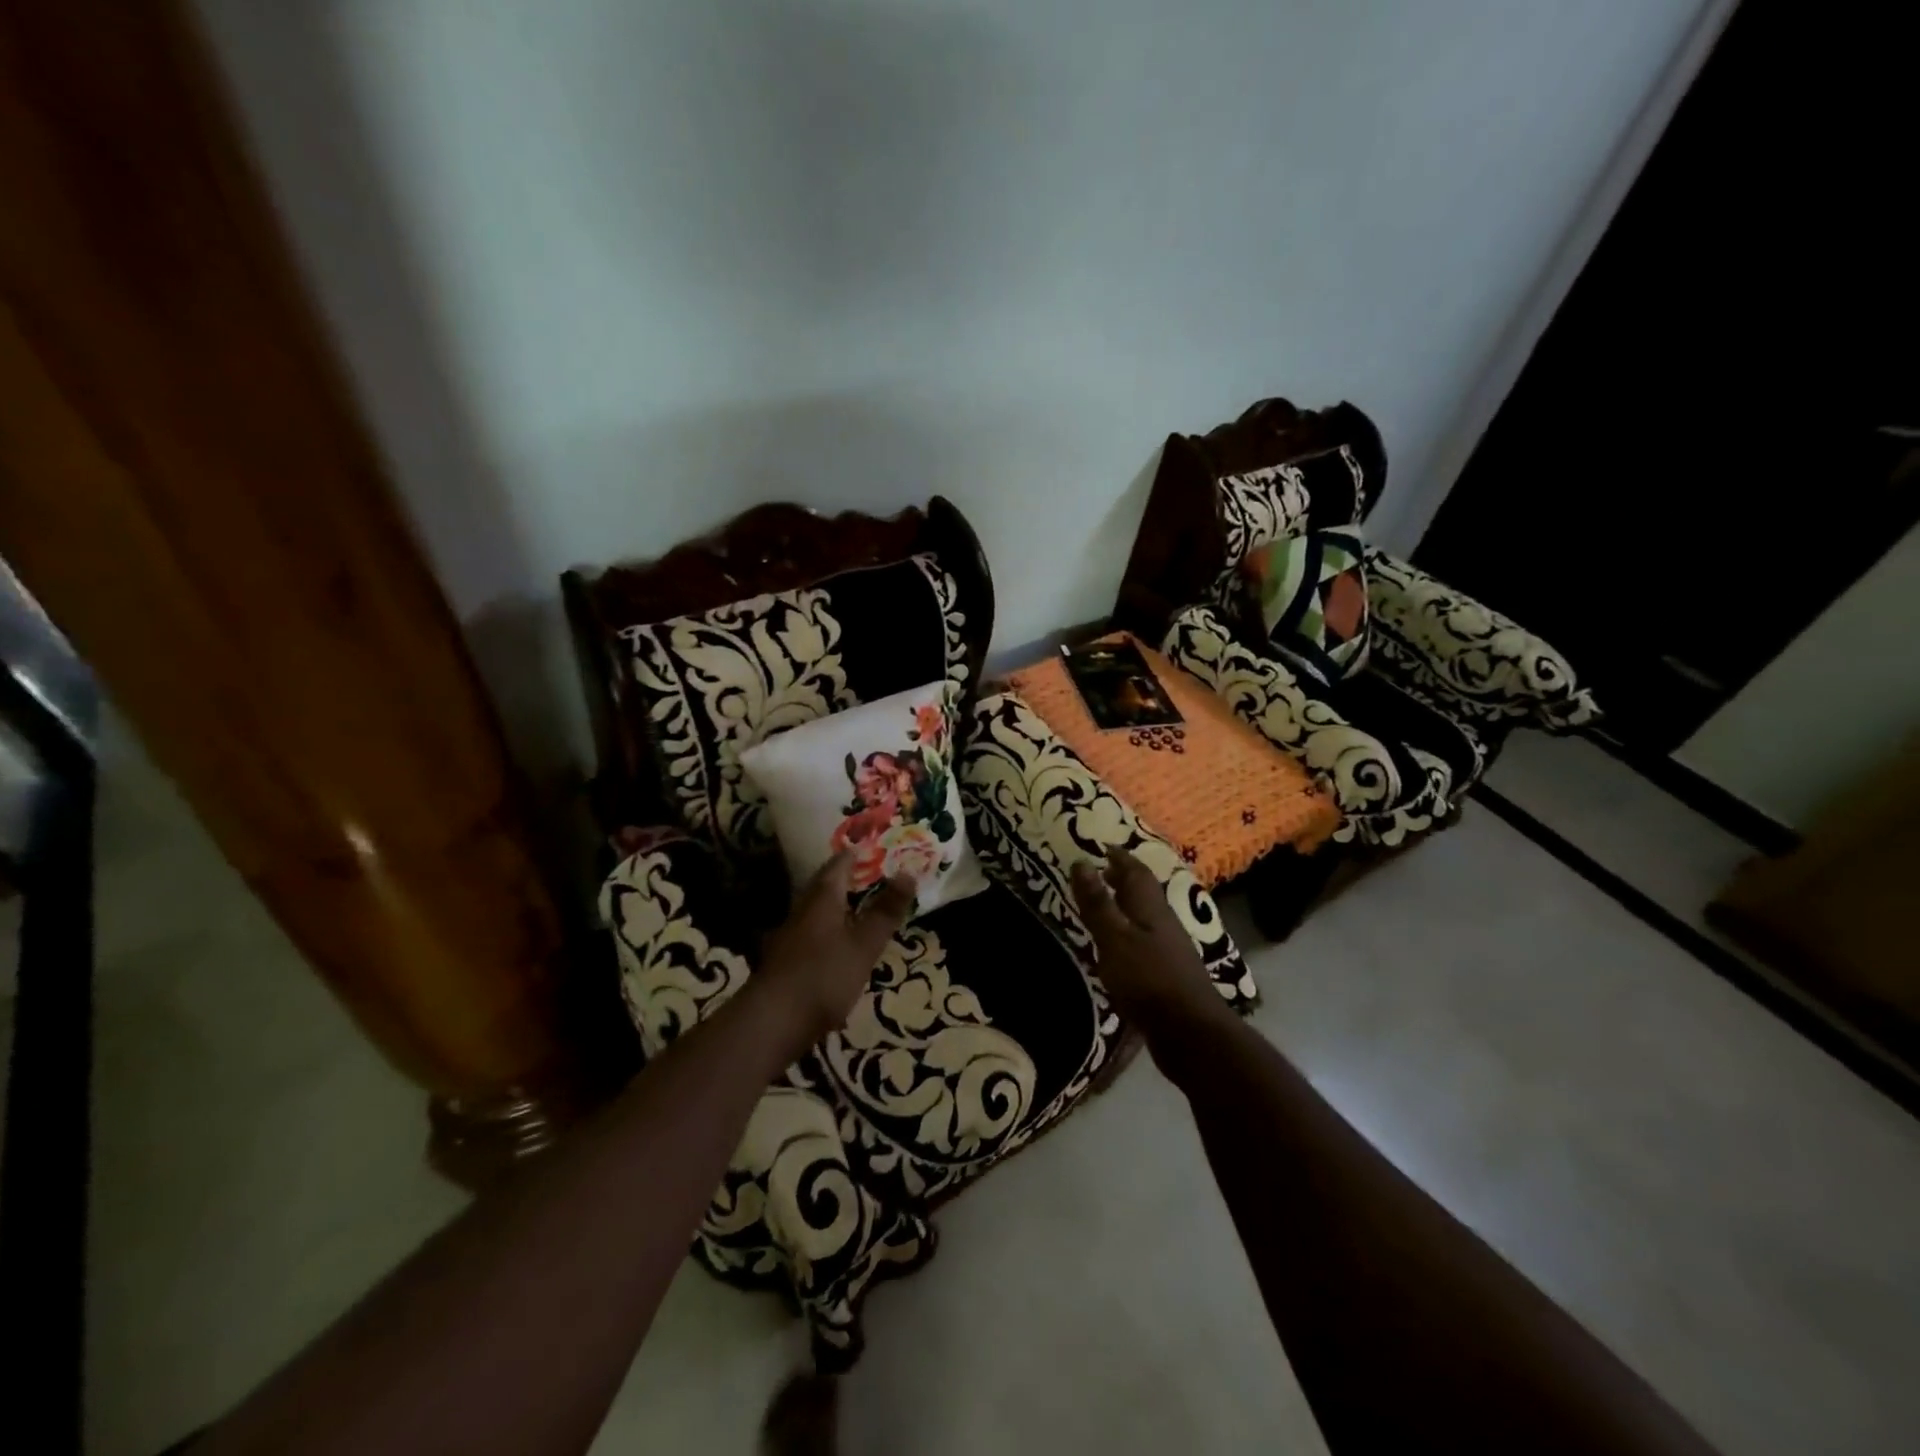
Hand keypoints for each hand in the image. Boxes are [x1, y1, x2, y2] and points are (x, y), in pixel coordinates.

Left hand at [756, 852, 914, 1049]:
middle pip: (824, 886)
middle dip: (846, 878)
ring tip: (859, 909)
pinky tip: (838, 946)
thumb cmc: (824, 976)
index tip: (874, 848)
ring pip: (816, 910)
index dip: (856, 854)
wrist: (771, 1022)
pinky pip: (811, 934)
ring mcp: (790, 936)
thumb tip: (908, 872)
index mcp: (822, 899)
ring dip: (837, 906)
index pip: (839, 864)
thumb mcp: (864, 944)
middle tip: (871, 875)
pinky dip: (828, 931)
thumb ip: (885, 911)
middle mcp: (802, 910)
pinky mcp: (785, 962)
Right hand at [1071, 849, 1233, 1042]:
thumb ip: (1097, 903)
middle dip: (1123, 880)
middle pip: (1143, 894)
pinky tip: (1117, 950)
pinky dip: (1128, 935)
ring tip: (1103, 907)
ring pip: (1145, 918)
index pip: (1136, 872)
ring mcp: (1169, 951)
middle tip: (1101, 873)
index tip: (1103, 847)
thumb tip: (1081, 862)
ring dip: (1126, 908)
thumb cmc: (1147, 978)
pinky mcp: (1167, 976)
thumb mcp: (1114, 937)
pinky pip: (1144, 943)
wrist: (1189, 1032)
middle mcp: (1163, 923)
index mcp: (1151, 908)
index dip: (1120, 858)